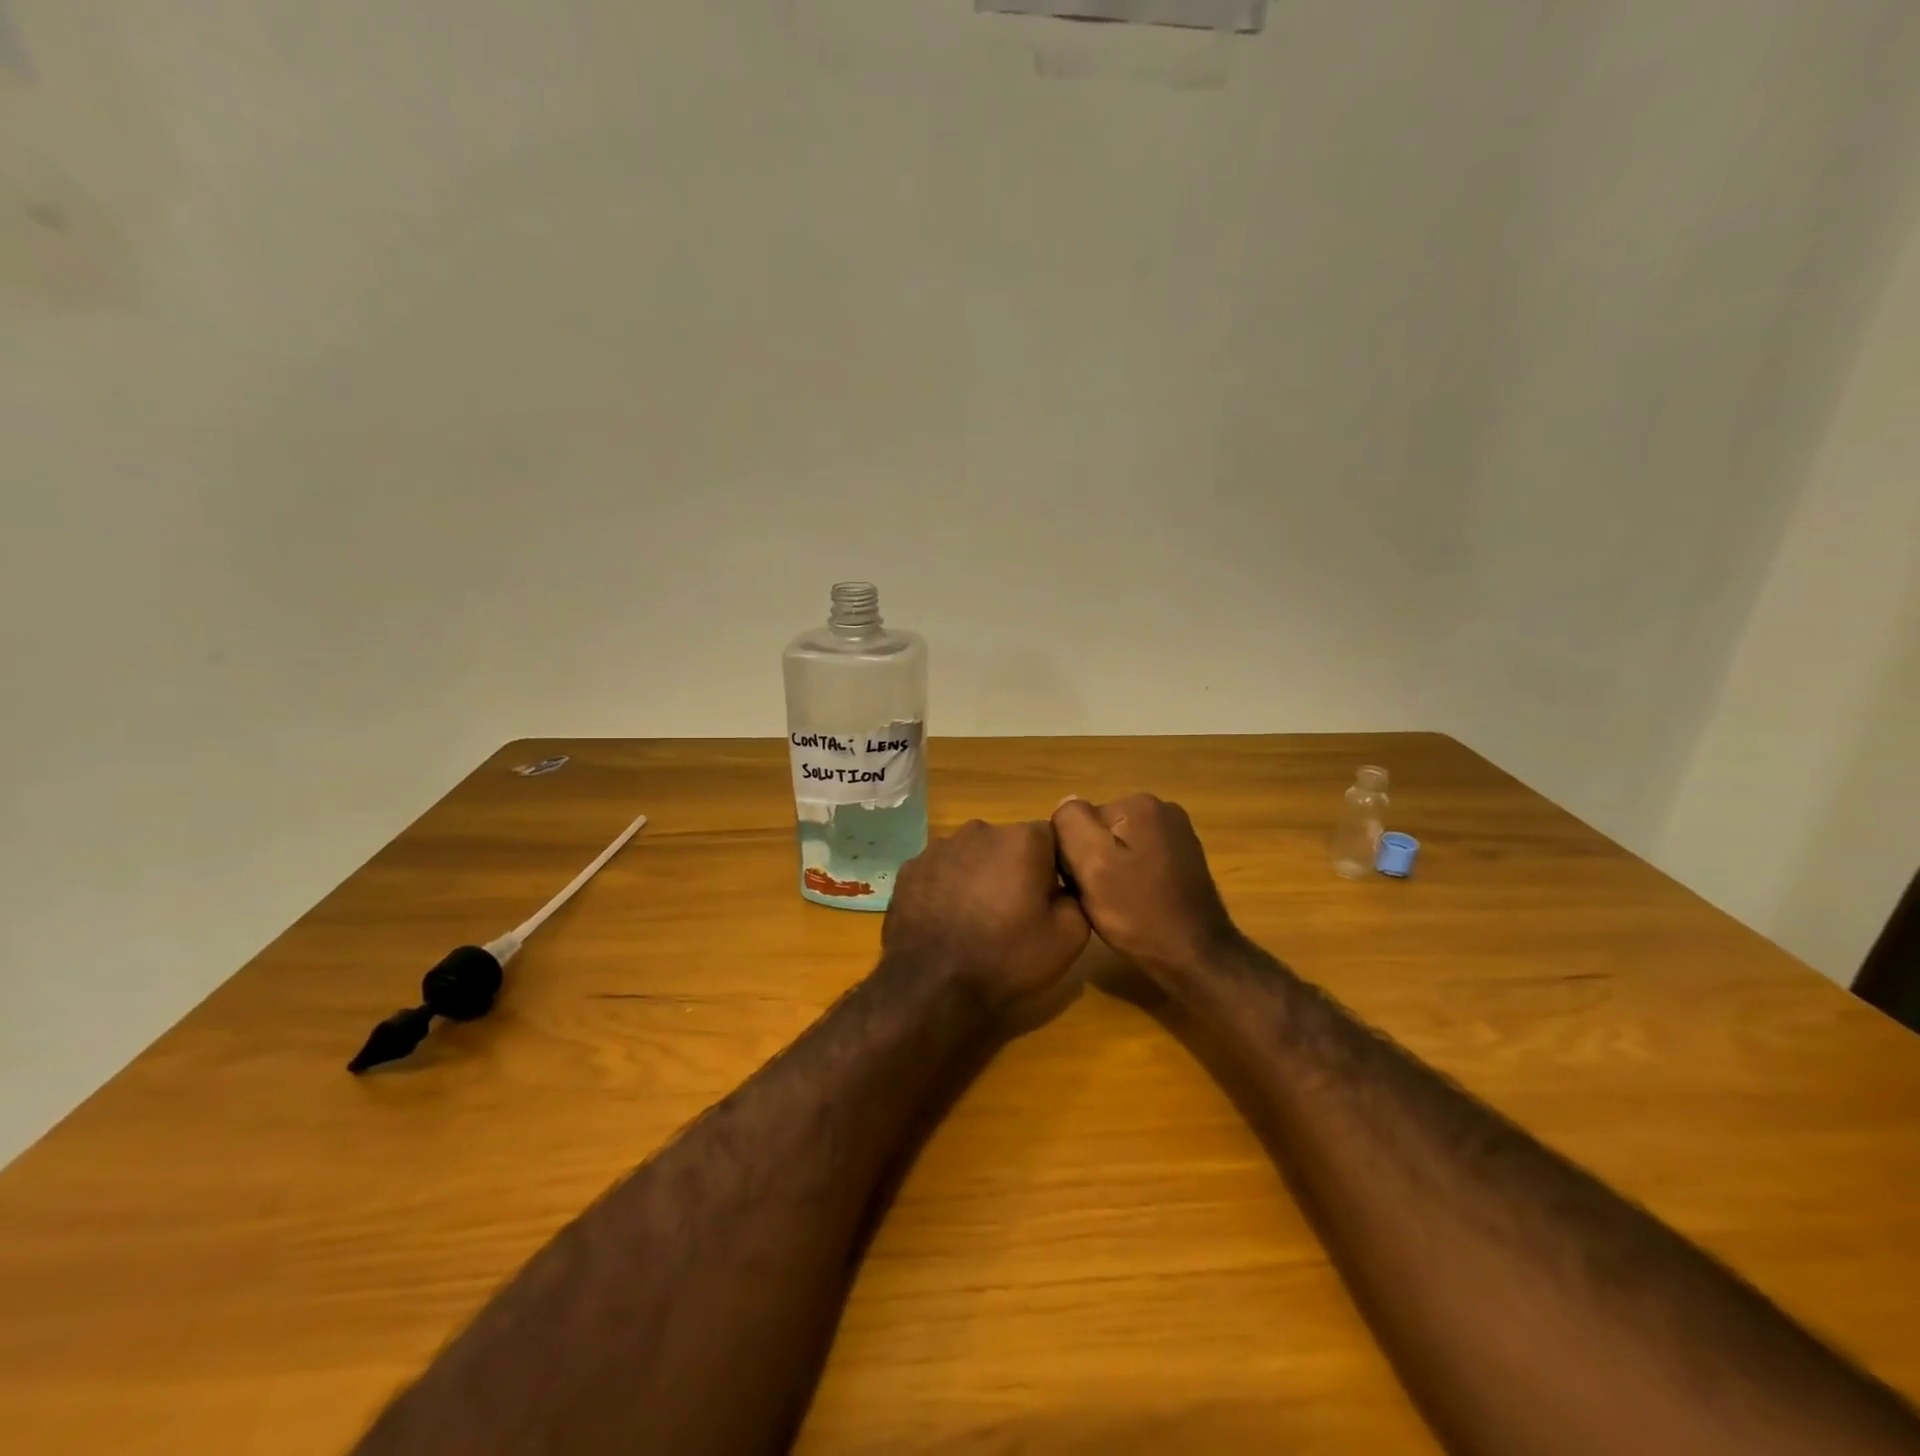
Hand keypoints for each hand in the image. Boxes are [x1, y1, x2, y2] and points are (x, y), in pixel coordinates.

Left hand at [883, 820, 1089, 1011]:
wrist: (932, 985)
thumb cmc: (1007, 957)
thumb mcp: (1069, 937)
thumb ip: (1077, 897)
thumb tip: (1064, 887)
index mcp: (1022, 839)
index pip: (1050, 837)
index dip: (1053, 866)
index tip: (1049, 897)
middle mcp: (979, 830)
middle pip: (1007, 843)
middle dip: (1013, 868)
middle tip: (1012, 910)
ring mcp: (938, 848)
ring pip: (970, 855)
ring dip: (977, 876)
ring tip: (975, 918)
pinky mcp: (909, 869)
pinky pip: (939, 872)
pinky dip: (945, 888)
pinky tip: (945, 920)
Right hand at [1052, 794, 1241, 981]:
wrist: (1195, 957)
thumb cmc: (1138, 912)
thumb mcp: (1091, 865)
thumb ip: (1071, 824)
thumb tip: (1066, 802)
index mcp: (1139, 803)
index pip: (1080, 820)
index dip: (1073, 854)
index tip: (1083, 883)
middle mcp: (1162, 809)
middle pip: (1100, 831)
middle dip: (1092, 861)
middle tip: (1098, 897)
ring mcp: (1177, 834)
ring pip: (1118, 847)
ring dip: (1109, 872)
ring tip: (1115, 904)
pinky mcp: (1183, 859)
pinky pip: (1139, 860)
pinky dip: (1130, 879)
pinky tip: (1134, 904)